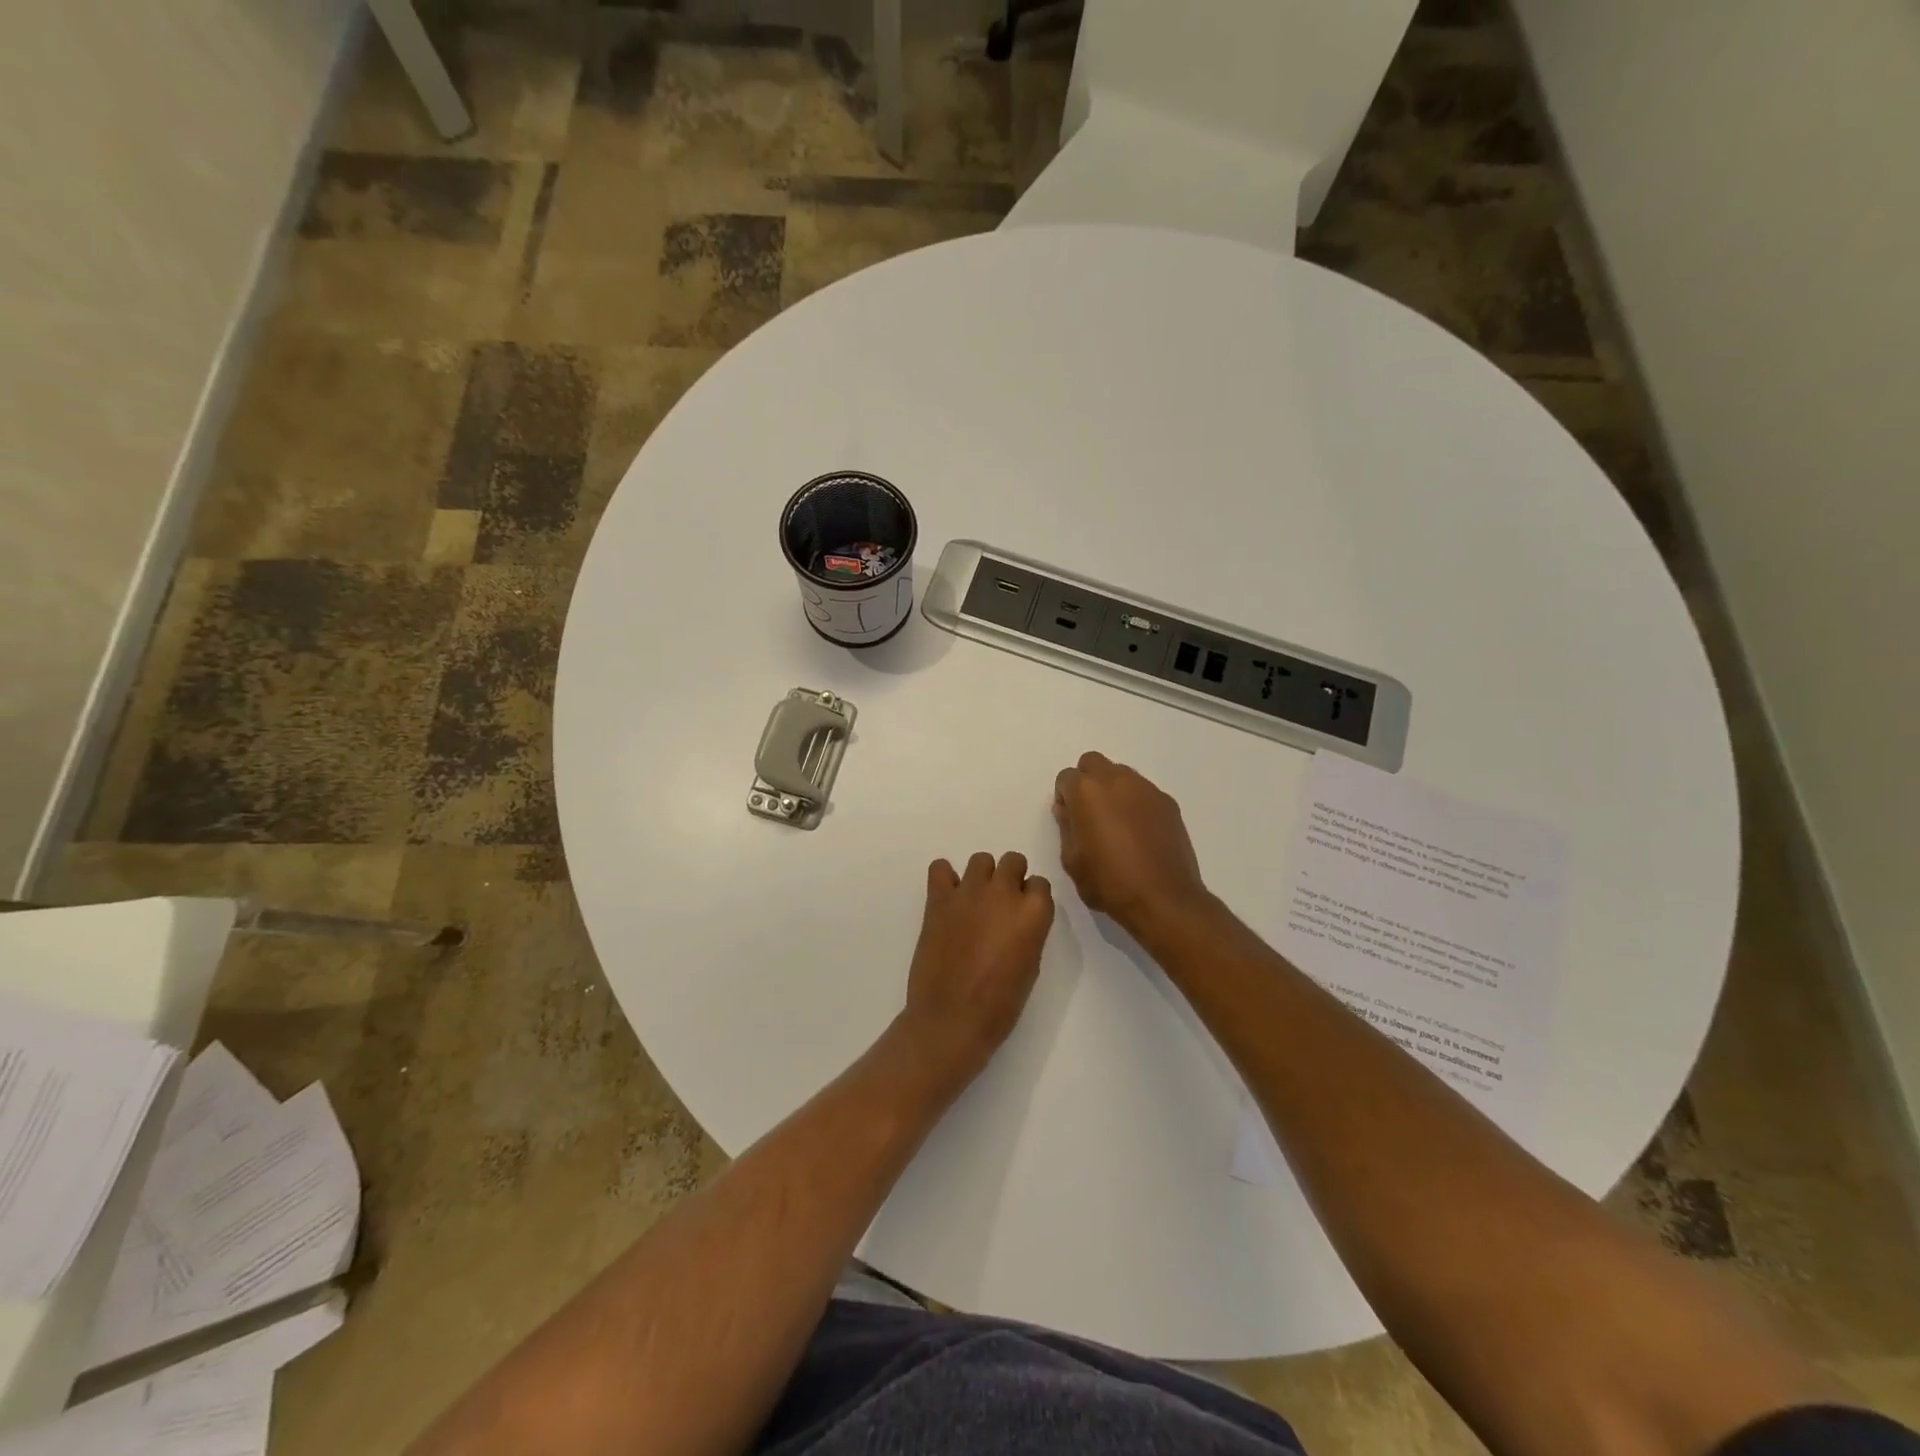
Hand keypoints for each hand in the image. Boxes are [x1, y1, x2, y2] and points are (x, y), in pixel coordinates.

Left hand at [897, 852, 1054, 1090]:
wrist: (951, 1019)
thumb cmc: (999, 1005)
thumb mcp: (1030, 966)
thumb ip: (1028, 932)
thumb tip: (1017, 920)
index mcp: (1034, 912)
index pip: (1040, 884)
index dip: (1031, 898)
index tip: (1022, 915)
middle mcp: (1004, 893)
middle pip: (1013, 861)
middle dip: (1010, 878)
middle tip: (1000, 906)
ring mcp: (969, 892)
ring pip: (981, 860)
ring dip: (982, 876)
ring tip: (974, 902)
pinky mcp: (939, 898)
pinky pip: (940, 868)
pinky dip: (945, 877)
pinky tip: (947, 898)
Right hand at [1053, 751, 1210, 936]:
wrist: (1164, 899)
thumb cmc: (1109, 883)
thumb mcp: (1071, 860)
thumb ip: (1066, 827)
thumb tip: (1068, 810)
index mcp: (1087, 792)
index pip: (1066, 777)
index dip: (1064, 797)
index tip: (1069, 820)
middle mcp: (1117, 780)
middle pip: (1093, 763)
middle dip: (1087, 781)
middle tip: (1089, 813)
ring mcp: (1146, 789)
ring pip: (1121, 774)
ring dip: (1112, 789)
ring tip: (1116, 824)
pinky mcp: (1168, 803)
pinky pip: (1144, 792)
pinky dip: (1136, 803)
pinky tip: (1139, 833)